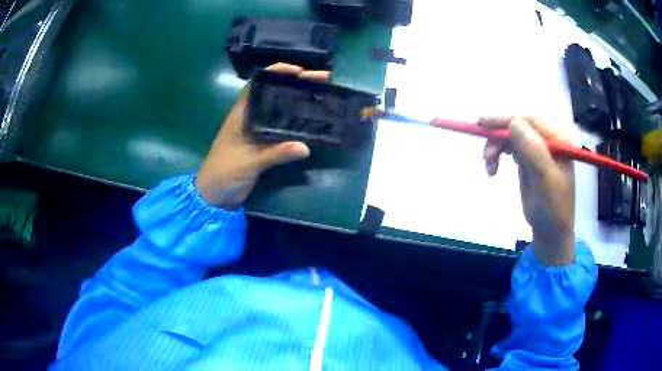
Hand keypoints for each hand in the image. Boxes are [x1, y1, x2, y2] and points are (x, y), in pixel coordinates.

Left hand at [195, 63, 330, 209]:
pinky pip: (283, 128)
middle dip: (297, 84)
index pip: (259, 84)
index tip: (299, 70)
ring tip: (322, 94)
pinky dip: (297, 122)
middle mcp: (251, 117)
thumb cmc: (224, 173)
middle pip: (275, 93)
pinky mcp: (264, 144)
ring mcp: (258, 131)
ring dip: (299, 100)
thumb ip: (275, 154)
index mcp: (242, 113)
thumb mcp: (249, 162)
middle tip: (322, 79)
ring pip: (281, 109)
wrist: (214, 196)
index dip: (277, 72)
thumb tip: (306, 147)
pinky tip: (313, 120)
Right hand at [480, 116, 574, 266]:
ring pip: (510, 132)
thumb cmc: (553, 207)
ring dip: (496, 145)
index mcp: (558, 138)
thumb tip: (513, 123)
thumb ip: (534, 151)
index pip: (530, 118)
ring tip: (489, 167)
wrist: (551, 228)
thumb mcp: (546, 181)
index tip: (482, 123)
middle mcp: (548, 136)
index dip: (505, 118)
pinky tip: (494, 166)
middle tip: (485, 155)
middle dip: (498, 134)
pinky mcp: (528, 154)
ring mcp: (538, 145)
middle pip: (518, 122)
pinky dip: (498, 152)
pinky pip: (509, 144)